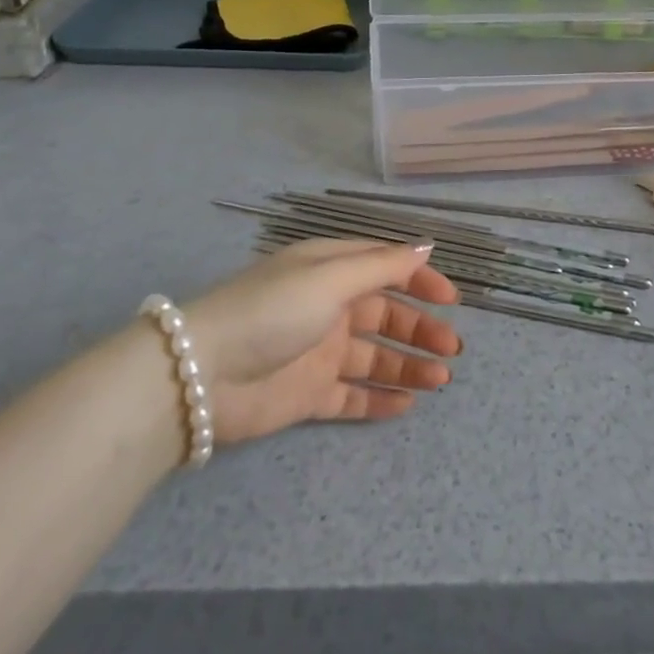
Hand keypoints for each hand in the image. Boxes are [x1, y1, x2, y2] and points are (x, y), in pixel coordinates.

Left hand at [181, 239, 460, 444]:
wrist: (200, 376)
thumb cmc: (272, 311)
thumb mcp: (330, 277)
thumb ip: (382, 266)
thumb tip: (426, 248)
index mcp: (332, 270)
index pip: (386, 268)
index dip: (421, 281)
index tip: (452, 301)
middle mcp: (329, 307)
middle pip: (386, 315)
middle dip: (421, 329)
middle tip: (452, 350)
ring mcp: (319, 352)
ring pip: (375, 357)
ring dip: (408, 366)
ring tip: (440, 381)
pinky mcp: (308, 394)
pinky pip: (352, 396)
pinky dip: (379, 400)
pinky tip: (407, 406)